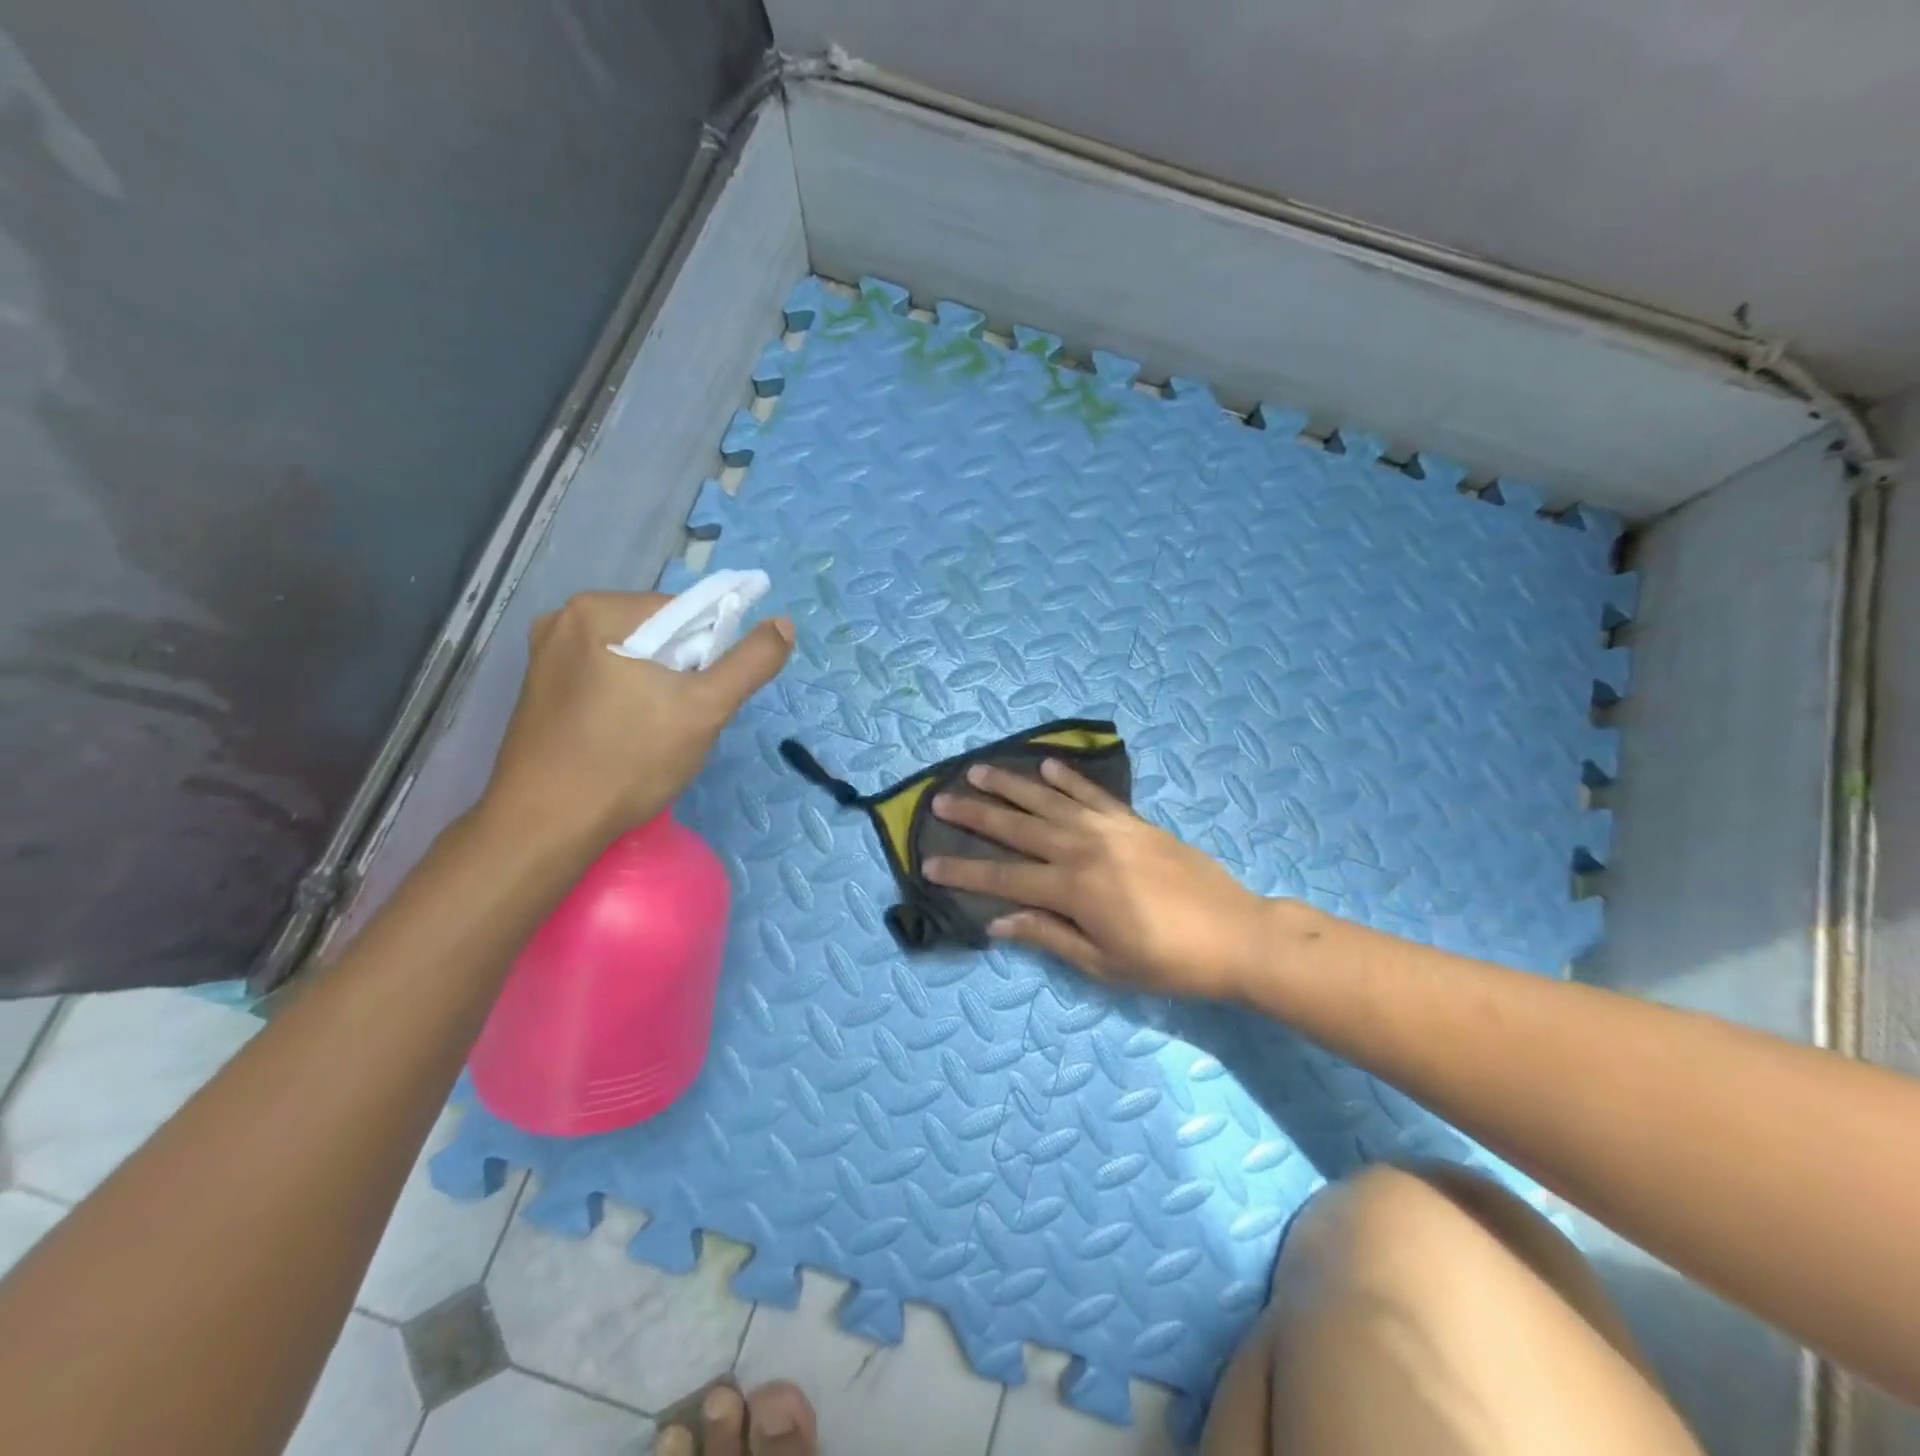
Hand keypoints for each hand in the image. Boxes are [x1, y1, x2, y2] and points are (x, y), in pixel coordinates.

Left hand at [480, 591, 792, 847]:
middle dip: (682, 672)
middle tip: (684, 720)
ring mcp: (544, 656)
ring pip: (632, 659)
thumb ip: (750, 663)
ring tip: (657, 733)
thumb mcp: (705, 709)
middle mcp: (563, 620)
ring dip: (657, 688)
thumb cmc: (628, 761)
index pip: (683, 611)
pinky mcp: (540, 690)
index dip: (710, 651)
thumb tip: (784, 624)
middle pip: (657, 634)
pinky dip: (627, 699)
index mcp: (597, 610)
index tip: (708, 695)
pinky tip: (628, 737)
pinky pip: (604, 679)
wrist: (545, 827)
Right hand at [923, 758, 1281, 1000]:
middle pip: (1018, 828)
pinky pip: (1092, 793)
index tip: (929, 861)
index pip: (1004, 877)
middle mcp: (1083, 848)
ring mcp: (1110, 828)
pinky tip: (1045, 764)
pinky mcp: (1134, 821)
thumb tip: (998, 921)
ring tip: (979, 769)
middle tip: (940, 799)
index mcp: (1073, 889)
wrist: (1237, 934)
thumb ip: (1049, 936)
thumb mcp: (1104, 964)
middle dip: (976, 814)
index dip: (964, 870)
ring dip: (1011, 784)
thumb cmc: (1168, 961)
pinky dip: (1067, 778)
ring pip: (1049, 800)